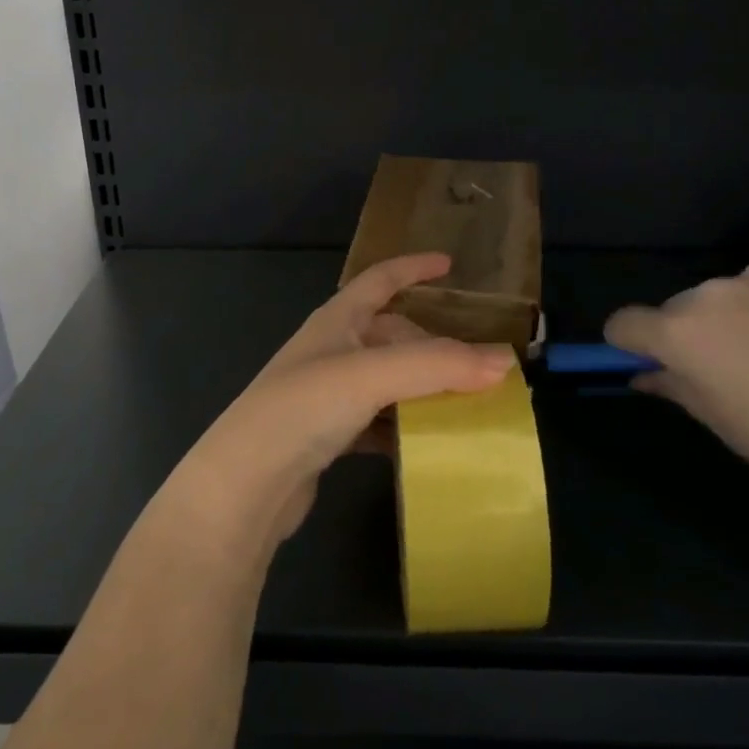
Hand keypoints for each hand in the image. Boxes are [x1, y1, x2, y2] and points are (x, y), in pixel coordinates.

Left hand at [162, 253, 515, 558]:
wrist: (245, 484)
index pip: (379, 279)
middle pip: (391, 334)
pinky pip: (377, 420)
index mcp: (337, 320)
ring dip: (422, 389)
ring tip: (463, 404)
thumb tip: (504, 361)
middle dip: (432, 345)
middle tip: (475, 365)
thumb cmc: (304, 408)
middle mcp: (331, 350)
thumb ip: (438, 365)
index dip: (413, 268)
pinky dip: (403, 425)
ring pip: (387, 380)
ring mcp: (326, 394)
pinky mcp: (326, 436)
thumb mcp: (373, 375)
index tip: (449, 264)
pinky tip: (425, 443)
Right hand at [605, 249, 748, 508]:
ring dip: (747, 316)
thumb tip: (647, 375)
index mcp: (683, 333)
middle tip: (746, 373)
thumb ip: (679, 392)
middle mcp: (712, 289)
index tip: (655, 366)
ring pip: (736, 292)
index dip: (630, 346)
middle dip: (699, 334)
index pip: (625, 324)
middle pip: (684, 308)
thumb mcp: (734, 431)